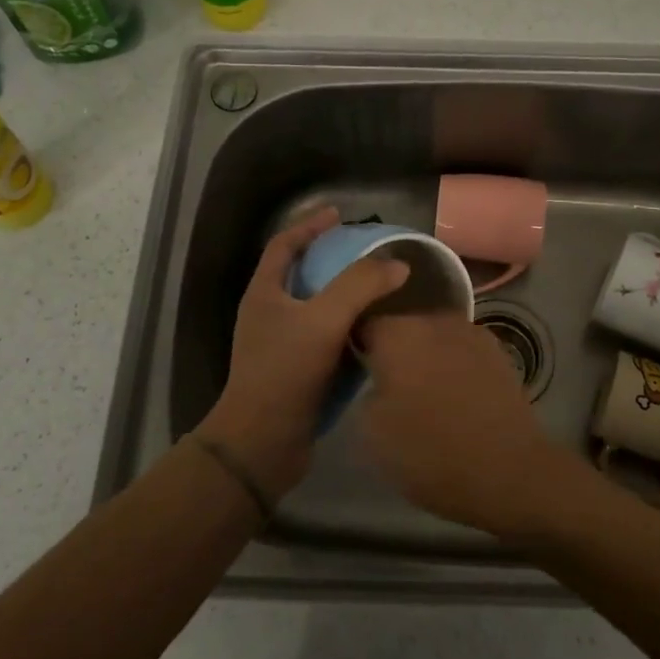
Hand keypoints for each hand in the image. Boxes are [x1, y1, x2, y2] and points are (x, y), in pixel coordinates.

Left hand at [196, 207, 407, 501]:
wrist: (262, 444)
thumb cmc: (284, 373)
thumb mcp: (323, 321)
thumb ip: (360, 287)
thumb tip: (397, 264)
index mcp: (265, 293)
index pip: (283, 245)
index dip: (309, 225)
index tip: (338, 214)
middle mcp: (269, 314)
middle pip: (301, 273)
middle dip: (332, 259)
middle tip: (367, 252)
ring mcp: (281, 345)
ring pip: (316, 308)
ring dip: (344, 296)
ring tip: (378, 288)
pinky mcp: (296, 372)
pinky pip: (325, 339)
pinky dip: (348, 329)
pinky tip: (374, 332)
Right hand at [357, 311, 583, 537]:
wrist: (509, 471)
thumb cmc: (431, 452)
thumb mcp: (372, 432)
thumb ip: (367, 390)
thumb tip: (379, 379)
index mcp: (398, 333)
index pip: (363, 324)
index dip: (357, 348)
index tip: (356, 372)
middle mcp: (435, 320)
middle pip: (403, 327)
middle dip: (395, 351)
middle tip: (390, 386)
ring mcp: (472, 332)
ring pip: (435, 337)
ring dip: (427, 357)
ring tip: (426, 393)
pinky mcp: (499, 352)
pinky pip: (462, 351)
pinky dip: (455, 366)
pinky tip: (457, 397)